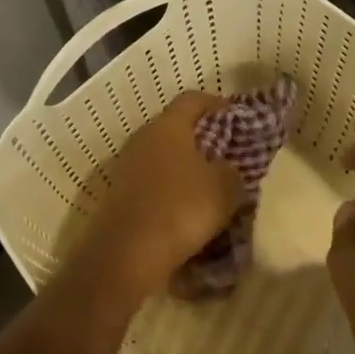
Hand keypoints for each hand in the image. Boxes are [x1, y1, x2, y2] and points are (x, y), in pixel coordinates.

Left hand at [76, 92, 241, 299]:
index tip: (236, 116)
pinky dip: (168, 188)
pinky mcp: (118, 193)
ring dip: (183, 166)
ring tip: (207, 184)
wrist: (127, 253)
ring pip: (161, 156)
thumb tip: (225, 168)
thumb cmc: (181, 209)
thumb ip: (232, 170)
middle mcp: (142, 138)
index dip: (216, 104)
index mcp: (168, 126)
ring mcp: (125, 166)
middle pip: (174, 127)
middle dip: (201, 138)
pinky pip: (150, 181)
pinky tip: (184, 208)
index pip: (193, 99)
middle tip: (225, 153)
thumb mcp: (225, 188)